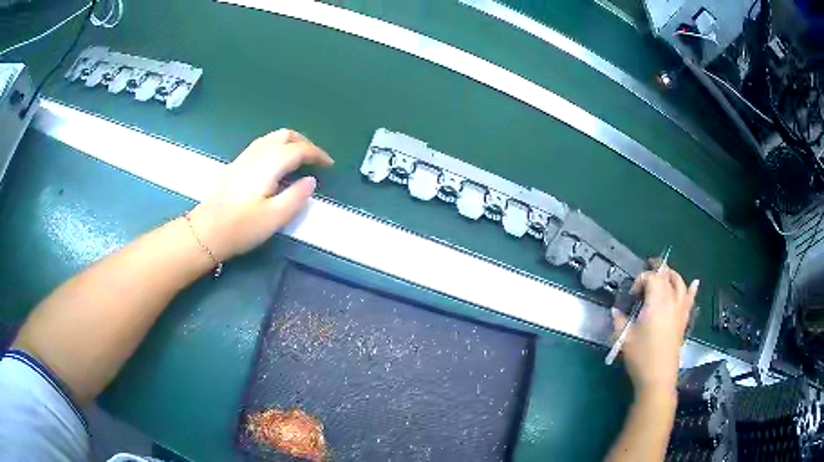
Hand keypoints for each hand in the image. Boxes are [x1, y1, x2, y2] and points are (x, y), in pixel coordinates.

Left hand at [188, 129, 333, 261]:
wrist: (206, 231)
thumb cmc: (242, 226)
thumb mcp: (275, 217)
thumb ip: (297, 196)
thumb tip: (311, 181)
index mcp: (271, 162)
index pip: (300, 149)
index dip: (318, 155)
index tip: (329, 165)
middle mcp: (258, 152)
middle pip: (286, 135)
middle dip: (304, 143)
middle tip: (315, 160)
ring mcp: (245, 156)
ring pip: (272, 137)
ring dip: (290, 143)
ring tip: (299, 161)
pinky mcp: (236, 164)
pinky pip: (262, 145)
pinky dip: (277, 148)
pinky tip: (276, 166)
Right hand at [611, 266, 698, 395]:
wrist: (658, 378)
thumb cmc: (640, 357)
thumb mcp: (624, 338)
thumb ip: (619, 321)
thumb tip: (615, 311)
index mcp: (657, 302)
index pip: (651, 278)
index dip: (640, 281)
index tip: (631, 296)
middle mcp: (671, 301)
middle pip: (667, 277)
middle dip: (656, 272)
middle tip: (644, 278)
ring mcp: (680, 311)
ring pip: (680, 284)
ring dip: (671, 276)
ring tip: (663, 275)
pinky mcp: (683, 321)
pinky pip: (690, 300)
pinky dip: (692, 290)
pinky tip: (695, 282)